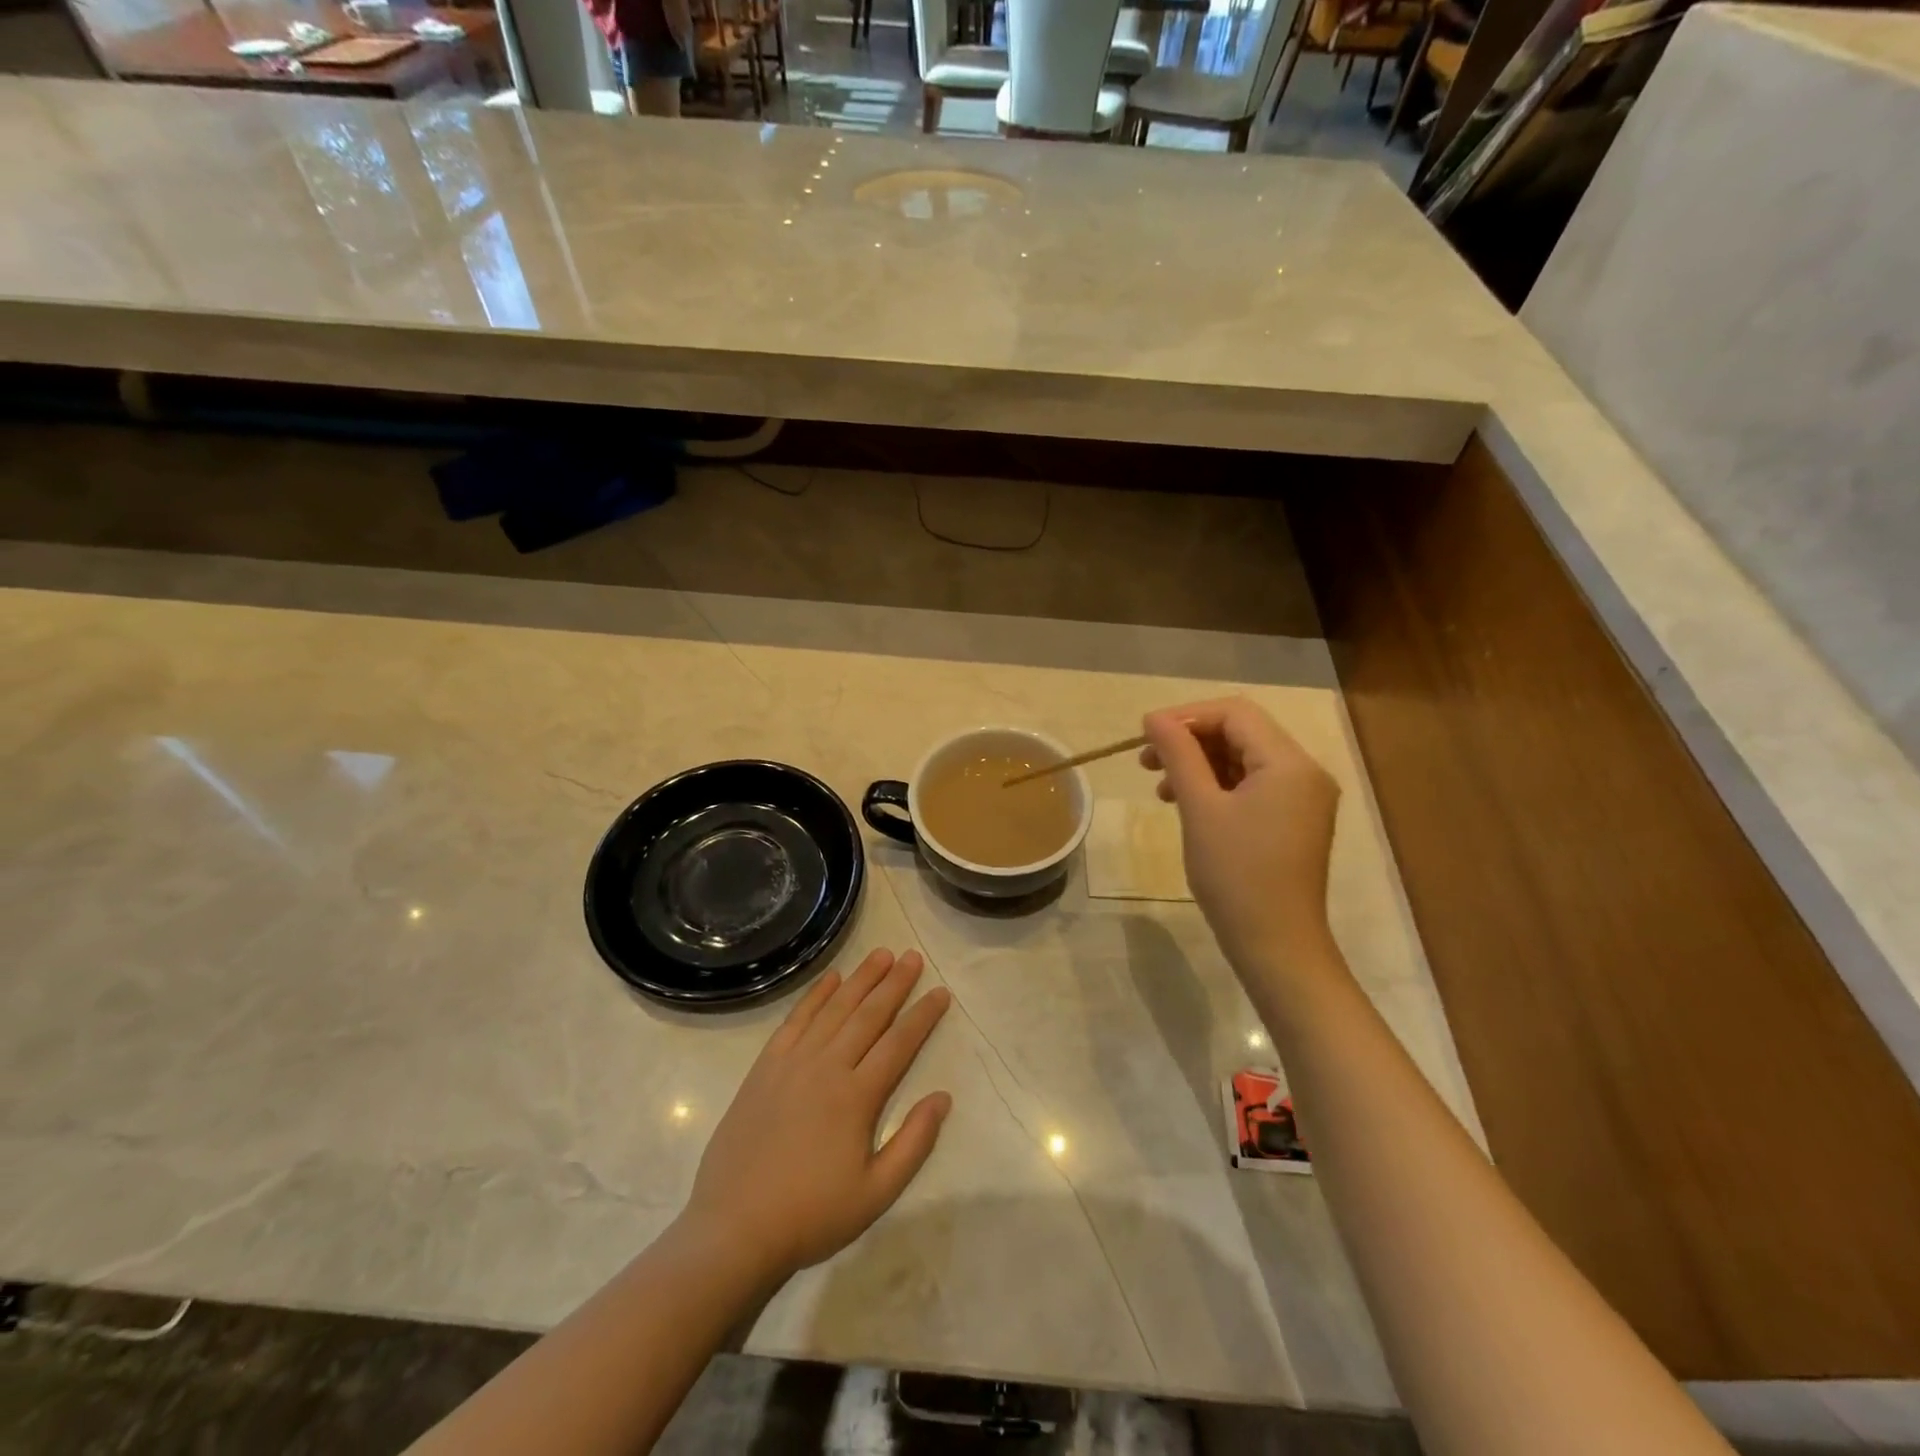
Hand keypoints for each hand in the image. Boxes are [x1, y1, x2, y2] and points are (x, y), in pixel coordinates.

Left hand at [682, 949, 951, 1285]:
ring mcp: (793, 1063)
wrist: (734, 1229)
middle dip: (894, 983)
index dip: (922, 1015)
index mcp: (857, 1096)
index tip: (940, 992)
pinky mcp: (765, 1067)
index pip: (899, 1043)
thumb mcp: (876, 1194)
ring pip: (834, 1009)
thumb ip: (914, 1143)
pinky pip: (795, 1020)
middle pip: (868, 1015)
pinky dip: (815, 996)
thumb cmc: (811, 1215)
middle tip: (913, 956)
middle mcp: (827, 1067)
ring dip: (860, 979)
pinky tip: (831, 979)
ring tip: (881, 954)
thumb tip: (942, 1097)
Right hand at [1140, 698, 1340, 969]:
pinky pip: (1253, 785)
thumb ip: (1178, 755)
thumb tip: (1154, 718)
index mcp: (1289, 763)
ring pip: (1244, 759)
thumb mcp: (1200, 808)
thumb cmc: (1235, 875)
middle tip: (1146, 761)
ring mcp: (1303, 798)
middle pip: (1241, 733)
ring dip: (1200, 764)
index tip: (1145, 735)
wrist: (1275, 945)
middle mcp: (1304, 771)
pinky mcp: (1294, 820)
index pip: (1235, 713)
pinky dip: (1217, 786)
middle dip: (1191, 741)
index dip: (1186, 717)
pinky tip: (1186, 803)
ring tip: (1160, 786)